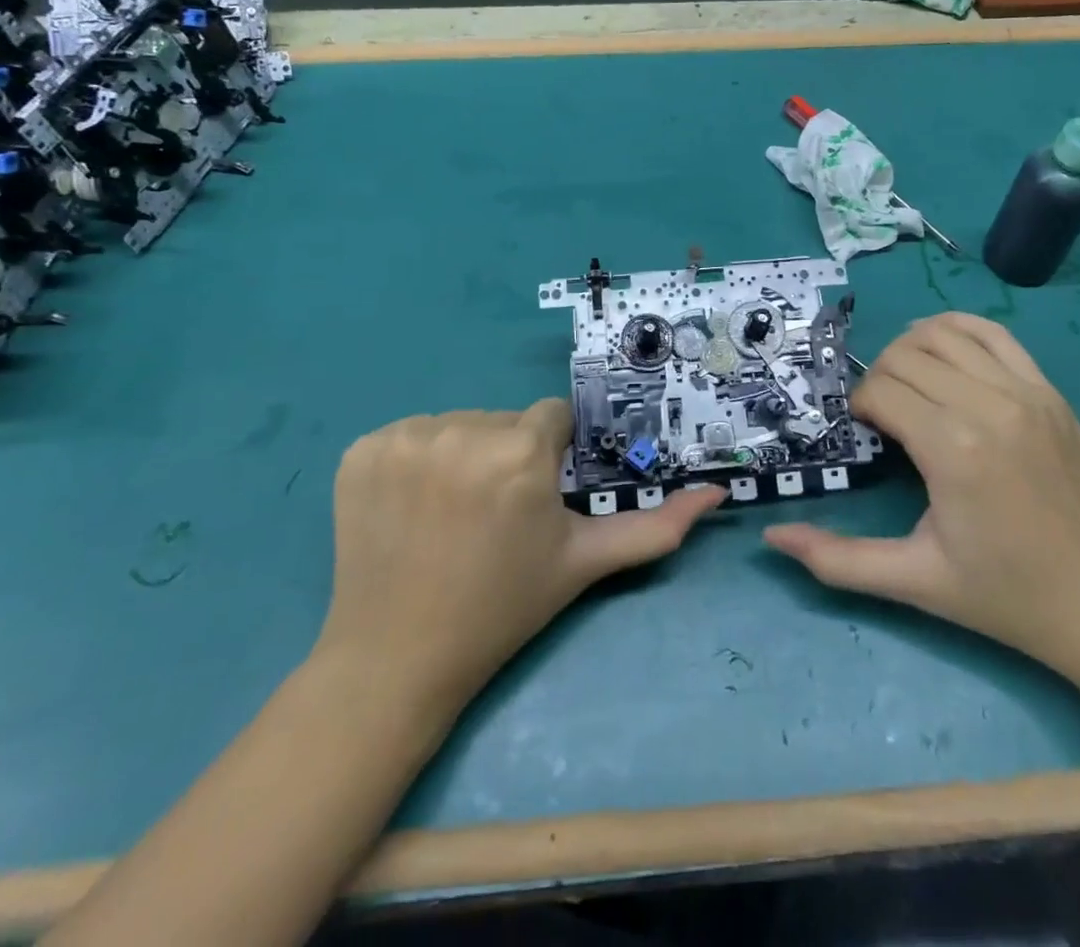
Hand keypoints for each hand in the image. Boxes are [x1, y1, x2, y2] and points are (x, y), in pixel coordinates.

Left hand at [318, 401, 723, 716]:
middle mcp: (462, 429)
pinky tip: (412, 507)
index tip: (534, 497)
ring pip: (457, 424)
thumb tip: (718, 494)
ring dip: (462, 455)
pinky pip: (408, 436)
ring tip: (451, 513)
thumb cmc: (502, 609)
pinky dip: (414, 462)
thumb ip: (656, 528)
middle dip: (508, 454)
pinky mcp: (362, 450)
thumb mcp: (584, 563)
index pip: (551, 419)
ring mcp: (405, 438)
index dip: (548, 457)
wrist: (396, 659)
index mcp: (522, 450)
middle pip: (503, 420)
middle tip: (494, 514)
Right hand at [765, 314, 1079, 691]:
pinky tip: (945, 358)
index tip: (867, 438)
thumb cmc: (1009, 598)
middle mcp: (989, 405)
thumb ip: (839, 559)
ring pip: (943, 334)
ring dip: (911, 351)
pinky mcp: (1050, 392)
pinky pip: (994, 333)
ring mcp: (1027, 392)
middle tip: (883, 420)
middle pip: (905, 356)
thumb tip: (772, 540)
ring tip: (910, 388)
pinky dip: (957, 331)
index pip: (881, 391)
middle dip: (879, 380)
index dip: (860, 408)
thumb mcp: (916, 581)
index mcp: (954, 449)